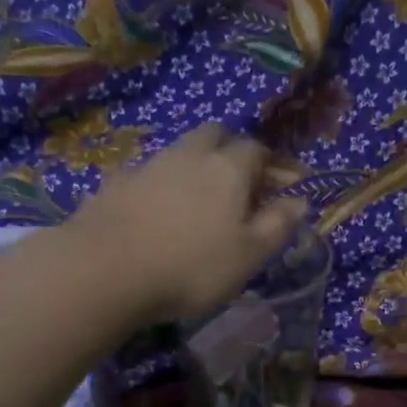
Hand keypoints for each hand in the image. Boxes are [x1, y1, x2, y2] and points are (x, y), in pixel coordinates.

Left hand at [65, 124, 308, 322]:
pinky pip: (146, 175)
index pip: (258, 151)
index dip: (274, 166)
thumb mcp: (248, 256)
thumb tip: (299, 200)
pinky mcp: (114, 184)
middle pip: (215, 135)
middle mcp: (188, 155)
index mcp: (228, 168)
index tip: (284, 185)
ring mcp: (148, 165)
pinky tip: (155, 211)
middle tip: (240, 181)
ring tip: (198, 200)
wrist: (107, 271)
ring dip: (194, 166)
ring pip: (179, 152)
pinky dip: (159, 186)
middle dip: (232, 150)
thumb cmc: (192, 267)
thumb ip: (276, 226)